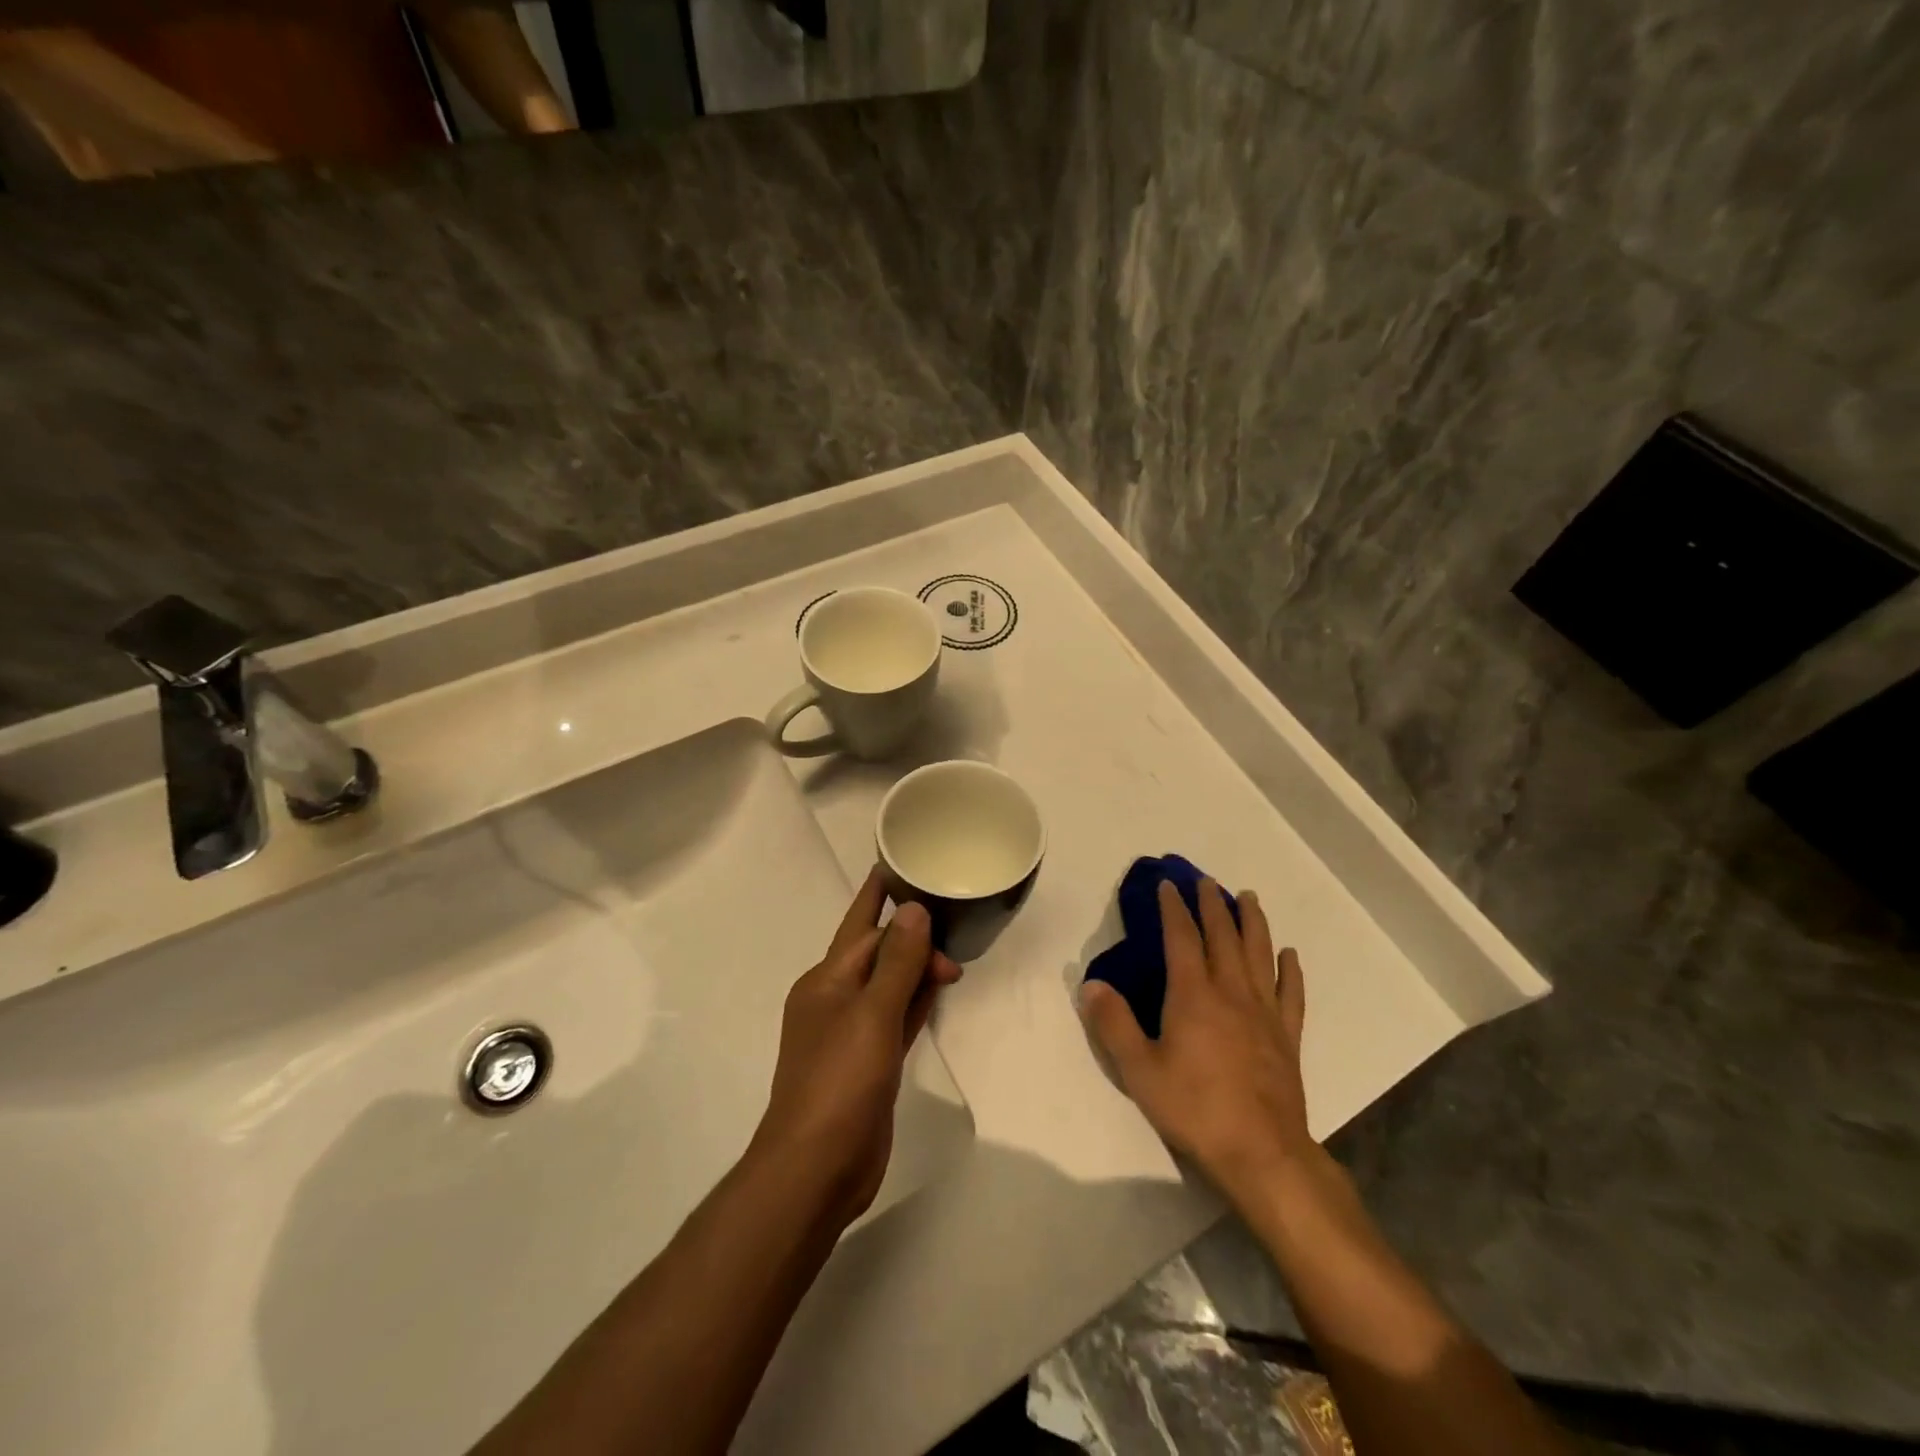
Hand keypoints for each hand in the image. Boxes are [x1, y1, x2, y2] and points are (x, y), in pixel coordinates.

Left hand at [750, 869, 962, 1230]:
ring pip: (888, 985)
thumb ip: (897, 963)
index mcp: (826, 980)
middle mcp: (834, 1000)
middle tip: (956, 934)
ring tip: (951, 952)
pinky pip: (895, 1017)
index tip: (905, 866)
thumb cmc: (840, 1082)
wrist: (816, 1168)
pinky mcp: (868, 1063)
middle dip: (911, 937)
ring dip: (915, 968)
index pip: (862, 926)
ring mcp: (851, 1033)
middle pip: (876, 953)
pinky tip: (936, 992)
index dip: (884, 897)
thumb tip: (914, 910)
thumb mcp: (872, 1015)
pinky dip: (914, 1002)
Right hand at [1080, 879, 1314, 1200]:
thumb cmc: (1194, 1109)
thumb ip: (1113, 1024)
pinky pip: (1291, 993)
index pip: (1182, 938)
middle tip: (1207, 881)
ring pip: (1259, 954)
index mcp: (1193, 995)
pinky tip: (1290, 955)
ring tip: (1249, 897)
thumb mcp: (1139, 1070)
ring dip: (1253, 922)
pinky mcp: (1288, 1036)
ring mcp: (1264, 1013)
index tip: (1168, 885)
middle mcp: (1231, 992)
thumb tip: (1090, 984)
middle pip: (1223, 936)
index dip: (1174, 908)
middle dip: (1213, 904)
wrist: (1261, 1153)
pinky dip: (1290, 970)